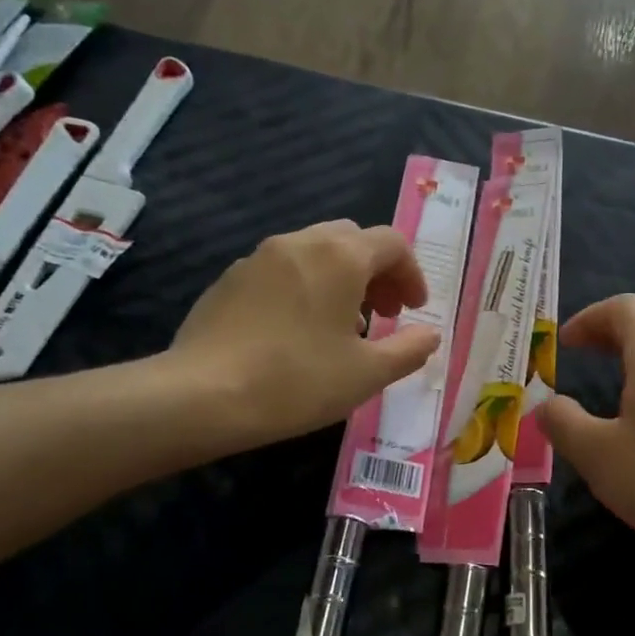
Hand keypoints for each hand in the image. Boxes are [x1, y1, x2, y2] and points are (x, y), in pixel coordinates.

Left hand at [168, 219, 439, 450]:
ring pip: (314, 253)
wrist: (204, 395)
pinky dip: (305, 288)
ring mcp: (258, 258)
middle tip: (385, 314)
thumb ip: (409, 350)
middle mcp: (299, 243)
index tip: (414, 311)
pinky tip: (298, 334)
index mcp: (339, 257)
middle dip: (377, 272)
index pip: (391, 244)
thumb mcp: (367, 374)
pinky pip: (281, 271)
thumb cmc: (299, 381)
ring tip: (343, 328)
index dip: (412, 275)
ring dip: (341, 280)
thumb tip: (430, 335)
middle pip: (351, 240)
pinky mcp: (229, 280)